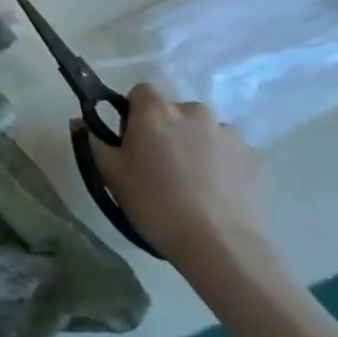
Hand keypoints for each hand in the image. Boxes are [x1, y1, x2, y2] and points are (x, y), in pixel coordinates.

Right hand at [85, 84, 270, 277]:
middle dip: (167, 131)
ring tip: (193, 184)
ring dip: (196, 147)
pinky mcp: (255, 157)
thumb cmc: (155, 204)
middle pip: (174, 112)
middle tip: (159, 166)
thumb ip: (94, 141)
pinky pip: (230, 153)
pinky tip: (216, 194)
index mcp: (156, 111)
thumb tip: (81, 121)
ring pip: (204, 132)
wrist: (220, 245)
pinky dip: (222, 165)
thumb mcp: (110, 174)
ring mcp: (230, 133)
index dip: (133, 113)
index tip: (132, 141)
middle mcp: (194, 111)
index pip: (141, 92)